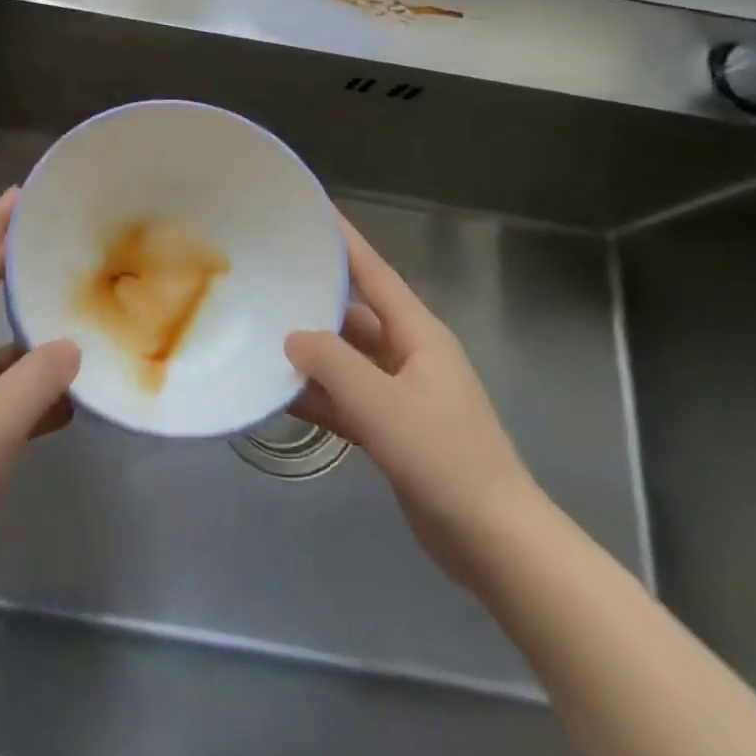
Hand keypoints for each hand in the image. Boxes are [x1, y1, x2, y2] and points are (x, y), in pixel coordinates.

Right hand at [287, 215, 546, 584]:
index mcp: (418, 334)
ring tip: (260, 335)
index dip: (344, 241)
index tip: (312, 211)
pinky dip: (319, 395)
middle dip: (314, 299)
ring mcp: (401, 393)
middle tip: (267, 278)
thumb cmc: (445, 460)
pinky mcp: (393, 428)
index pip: (374, 273)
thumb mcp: (382, 406)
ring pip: (346, 359)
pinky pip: (346, 398)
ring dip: (311, 354)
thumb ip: (332, 364)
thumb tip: (292, 337)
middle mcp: (409, 354)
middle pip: (353, 315)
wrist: (496, 543)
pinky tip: (279, 395)